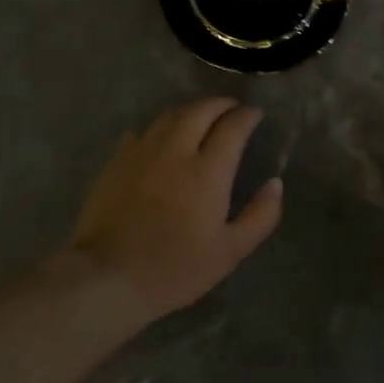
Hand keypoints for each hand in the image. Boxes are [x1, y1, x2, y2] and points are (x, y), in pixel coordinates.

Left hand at [68, 97, 283, 323]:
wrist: (108, 278)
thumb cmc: (176, 268)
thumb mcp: (231, 251)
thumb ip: (260, 215)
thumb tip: (275, 183)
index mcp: (208, 171)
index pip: (233, 127)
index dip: (247, 116)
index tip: (255, 115)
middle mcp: (176, 151)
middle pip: (200, 111)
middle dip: (220, 104)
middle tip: (232, 108)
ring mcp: (142, 152)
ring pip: (170, 116)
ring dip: (191, 110)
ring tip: (201, 117)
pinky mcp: (116, 162)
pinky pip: (142, 131)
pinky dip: (160, 127)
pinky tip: (162, 139)